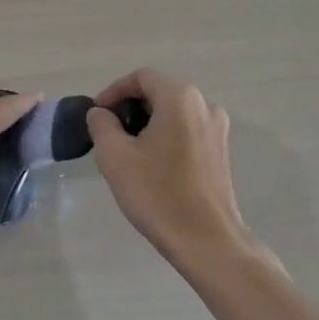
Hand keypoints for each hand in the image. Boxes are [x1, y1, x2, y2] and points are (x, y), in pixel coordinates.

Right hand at [86, 69, 250, 262]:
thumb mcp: (114, 155)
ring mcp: (217, 129)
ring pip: (173, 112)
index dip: (114, 91)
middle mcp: (204, 105)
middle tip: (108, 132)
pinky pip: (187, 130)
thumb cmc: (158, 193)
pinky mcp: (221, 152)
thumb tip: (101, 113)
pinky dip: (166, 136)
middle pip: (159, 92)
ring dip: (147, 123)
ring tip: (127, 150)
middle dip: (130, 107)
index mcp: (180, 98)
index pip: (141, 77)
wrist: (207, 242)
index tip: (97, 114)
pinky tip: (151, 164)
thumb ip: (101, 124)